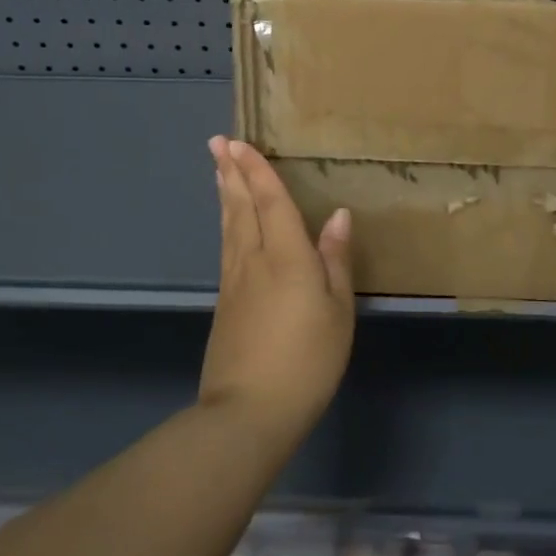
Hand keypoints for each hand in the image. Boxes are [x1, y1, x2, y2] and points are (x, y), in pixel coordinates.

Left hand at [201, 137, 354, 444]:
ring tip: (219, 170)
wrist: (249, 412)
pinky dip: (226, 223)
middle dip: (231, 172)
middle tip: (217, 142)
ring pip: (229, 226)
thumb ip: (335, 260)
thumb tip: (338, 216)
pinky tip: (228, 223)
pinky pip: (226, 247)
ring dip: (226, 193)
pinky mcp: (225, 303)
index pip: (270, 202)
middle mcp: (254, 260)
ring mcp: (235, 282)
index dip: (257, 171)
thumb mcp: (338, 311)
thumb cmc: (307, 360)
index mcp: (286, 257)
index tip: (240, 142)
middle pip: (241, 207)